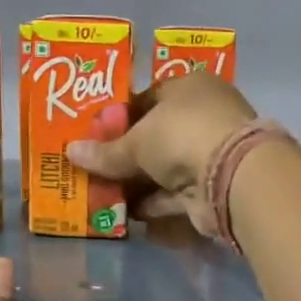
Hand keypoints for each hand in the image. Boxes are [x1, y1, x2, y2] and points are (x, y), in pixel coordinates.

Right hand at [66, 72, 255, 235]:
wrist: (231, 177)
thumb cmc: (181, 136)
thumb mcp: (136, 141)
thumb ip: (105, 152)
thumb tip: (70, 152)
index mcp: (190, 88)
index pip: (148, 98)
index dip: (120, 118)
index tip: (95, 136)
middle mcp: (203, 117)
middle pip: (156, 136)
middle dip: (126, 155)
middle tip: (94, 168)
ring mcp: (210, 154)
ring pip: (165, 168)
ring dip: (137, 183)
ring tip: (101, 194)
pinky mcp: (211, 188)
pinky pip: (174, 195)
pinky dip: (153, 204)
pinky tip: (125, 213)